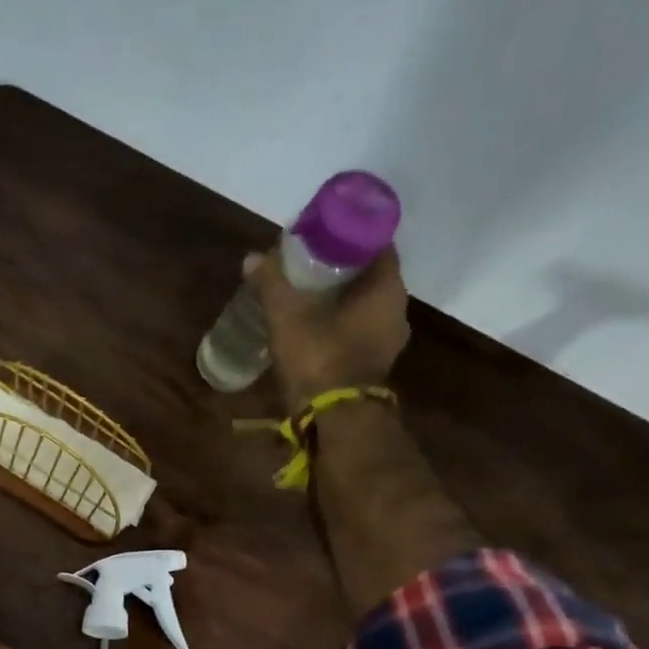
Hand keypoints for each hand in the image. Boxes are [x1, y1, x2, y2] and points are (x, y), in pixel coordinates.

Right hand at [245, 246, 410, 409]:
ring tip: (303, 289)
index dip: (351, 232)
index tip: (324, 228)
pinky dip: (336, 320)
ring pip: (362, 304)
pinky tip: (309, 321)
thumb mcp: (288, 316)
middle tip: (306, 257)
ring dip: (337, 295)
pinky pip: (355, 329)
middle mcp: (395, 311)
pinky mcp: (371, 364)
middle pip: (369, 275)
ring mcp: (386, 341)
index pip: (377, 244)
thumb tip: (253, 258)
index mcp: (386, 290)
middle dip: (340, 265)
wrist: (335, 420)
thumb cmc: (319, 358)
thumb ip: (272, 284)